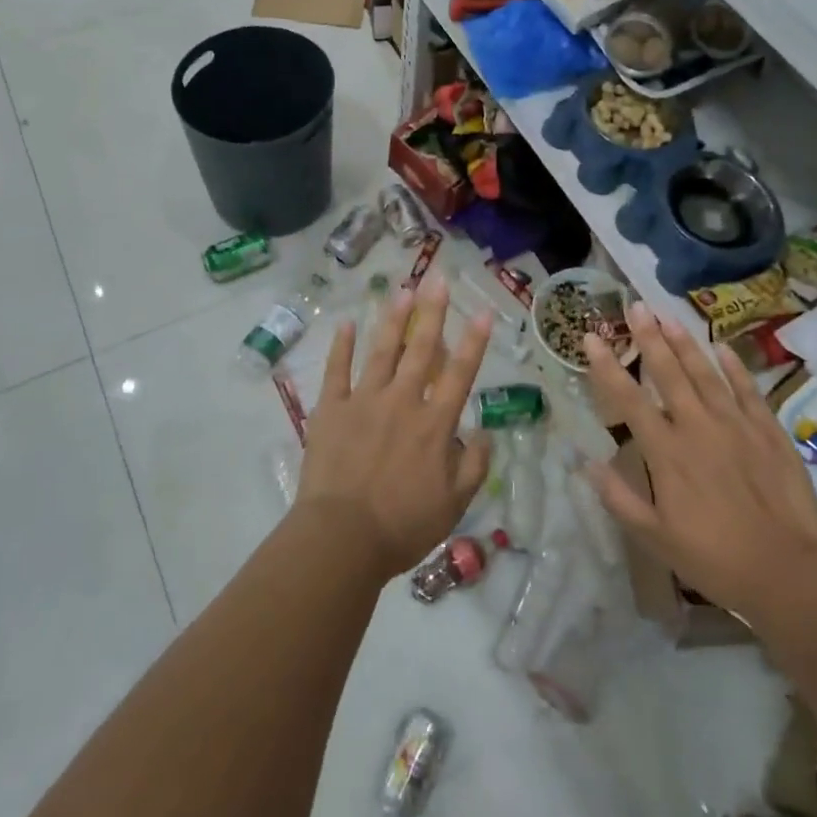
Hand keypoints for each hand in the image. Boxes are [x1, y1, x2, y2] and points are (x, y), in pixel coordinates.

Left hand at [295, 273, 493, 579]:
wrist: (342, 538)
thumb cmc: (403, 525)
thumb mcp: (454, 504)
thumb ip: (474, 465)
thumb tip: (485, 433)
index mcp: (434, 424)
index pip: (460, 374)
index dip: (474, 341)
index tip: (482, 312)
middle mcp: (402, 402)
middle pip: (421, 349)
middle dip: (433, 312)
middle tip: (438, 279)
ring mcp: (364, 401)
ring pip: (382, 351)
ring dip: (394, 319)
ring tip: (403, 289)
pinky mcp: (332, 409)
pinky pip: (337, 371)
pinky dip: (342, 346)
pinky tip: (347, 322)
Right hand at [585, 301, 816, 633]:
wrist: (789, 572)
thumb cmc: (715, 559)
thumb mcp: (655, 538)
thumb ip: (619, 498)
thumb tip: (586, 464)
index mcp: (666, 452)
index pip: (628, 399)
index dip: (606, 367)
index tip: (591, 338)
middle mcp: (697, 426)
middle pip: (668, 373)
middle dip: (648, 337)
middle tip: (635, 306)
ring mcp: (736, 424)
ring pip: (705, 373)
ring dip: (685, 343)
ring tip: (667, 316)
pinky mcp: (769, 431)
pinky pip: (747, 389)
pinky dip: (734, 366)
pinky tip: (722, 347)